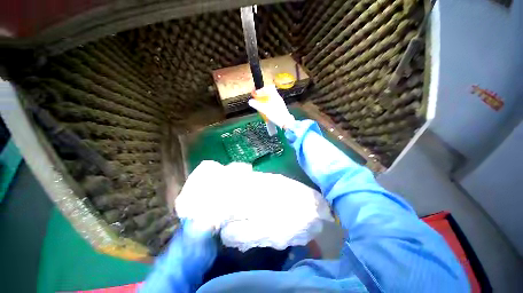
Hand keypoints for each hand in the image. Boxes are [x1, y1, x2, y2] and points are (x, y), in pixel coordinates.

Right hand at [248, 85, 294, 128]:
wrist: (286, 122)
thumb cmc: (275, 114)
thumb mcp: (264, 110)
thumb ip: (256, 105)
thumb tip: (250, 101)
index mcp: (275, 95)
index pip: (267, 88)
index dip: (261, 90)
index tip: (256, 94)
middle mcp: (278, 97)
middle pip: (269, 93)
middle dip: (262, 96)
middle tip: (257, 100)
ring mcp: (280, 102)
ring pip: (271, 98)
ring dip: (265, 101)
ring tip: (261, 106)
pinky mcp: (281, 107)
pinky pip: (273, 103)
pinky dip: (268, 104)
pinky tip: (266, 110)